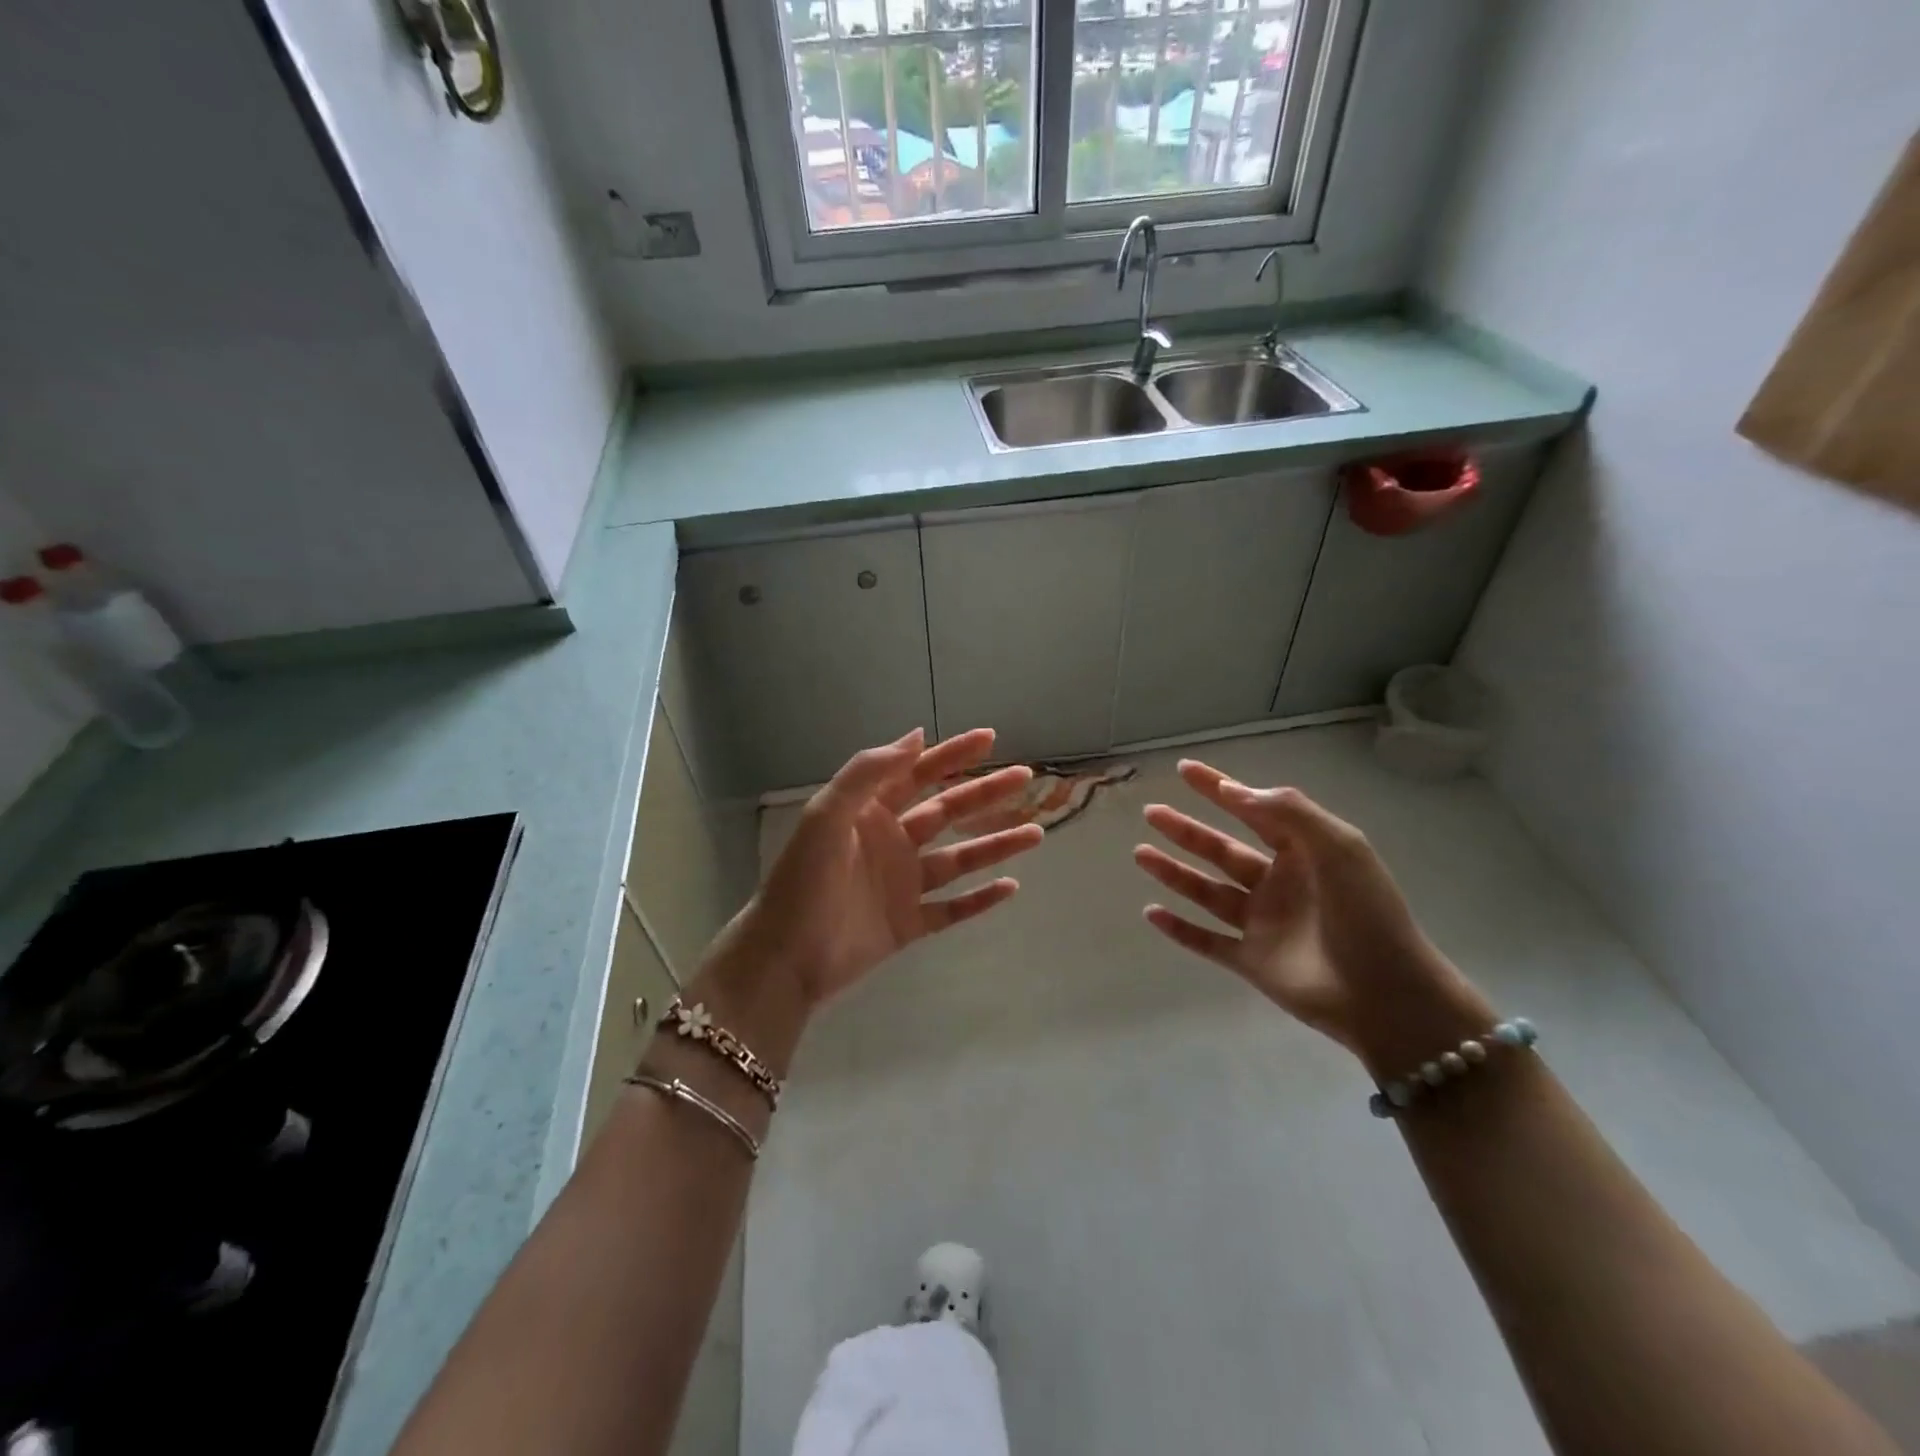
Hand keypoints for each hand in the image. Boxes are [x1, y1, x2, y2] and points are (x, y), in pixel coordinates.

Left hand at [709, 727, 1044, 1011]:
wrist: (785, 957)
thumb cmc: (804, 880)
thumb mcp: (827, 815)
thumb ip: (869, 773)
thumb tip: (917, 735)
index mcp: (871, 813)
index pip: (918, 774)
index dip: (953, 754)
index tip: (990, 738)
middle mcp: (891, 843)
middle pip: (947, 811)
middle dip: (985, 792)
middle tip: (1025, 776)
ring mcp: (902, 885)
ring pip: (959, 859)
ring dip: (995, 844)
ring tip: (1036, 833)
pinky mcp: (908, 924)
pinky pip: (952, 909)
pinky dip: (981, 900)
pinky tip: (1011, 887)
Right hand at [1134, 759, 1491, 1074]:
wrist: (1385, 995)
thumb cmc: (1366, 913)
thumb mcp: (1340, 846)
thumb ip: (1289, 812)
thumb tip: (1235, 791)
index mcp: (1302, 853)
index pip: (1252, 811)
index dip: (1218, 788)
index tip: (1185, 769)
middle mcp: (1277, 884)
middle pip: (1220, 850)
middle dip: (1185, 830)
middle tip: (1151, 812)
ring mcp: (1262, 924)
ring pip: (1207, 891)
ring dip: (1173, 872)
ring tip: (1140, 853)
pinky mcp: (1250, 961)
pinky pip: (1206, 941)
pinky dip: (1179, 929)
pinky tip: (1151, 912)